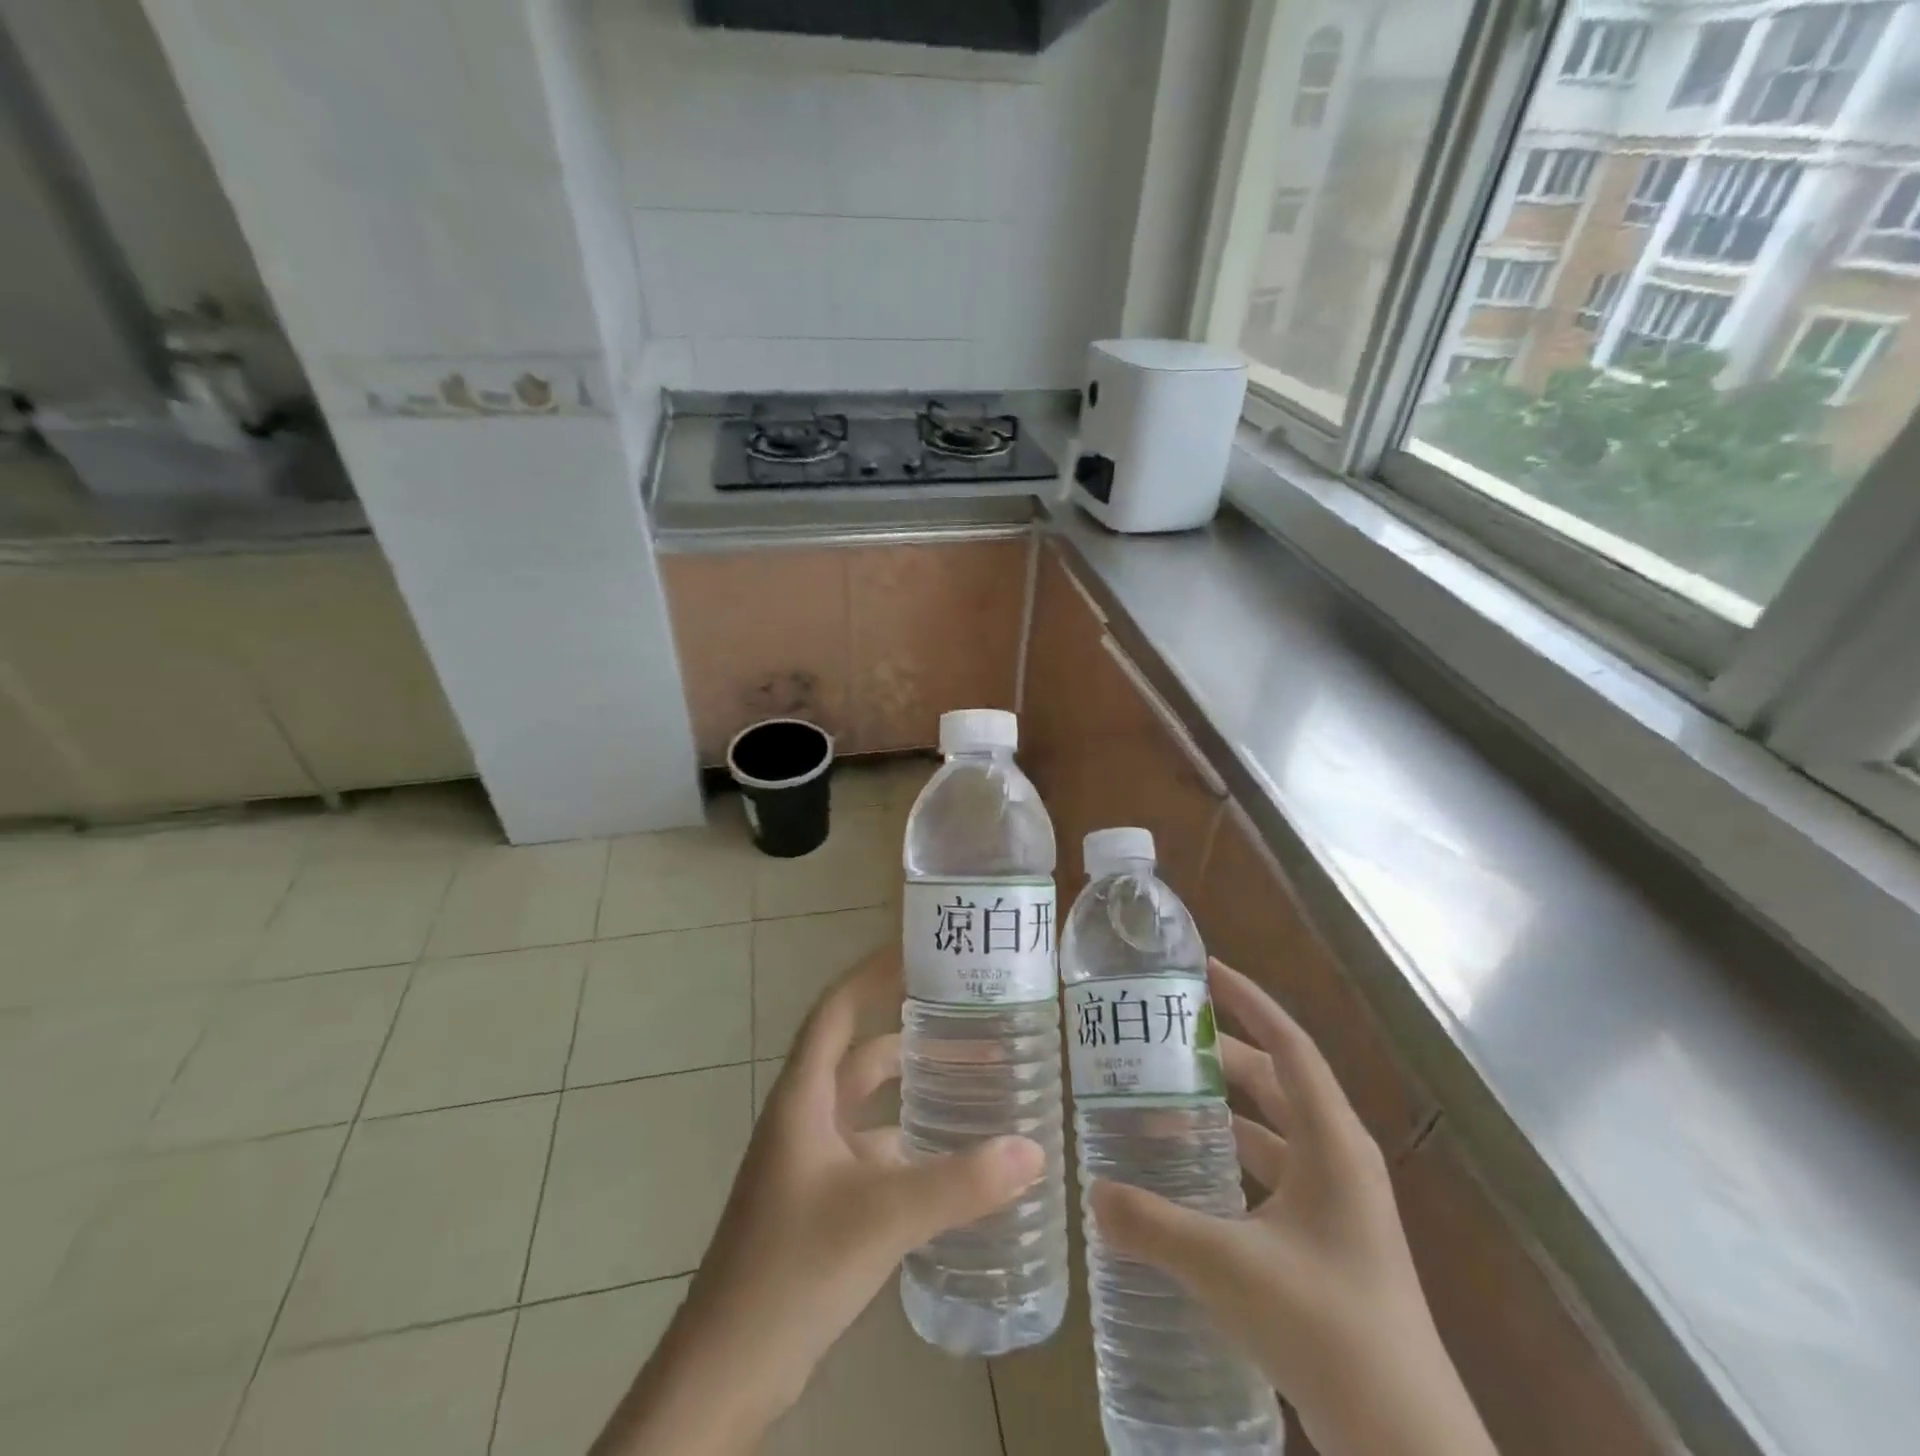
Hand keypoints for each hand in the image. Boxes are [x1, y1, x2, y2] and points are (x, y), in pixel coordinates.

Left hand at [592, 946, 1044, 1455]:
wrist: (725, 1374)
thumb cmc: (792, 1269)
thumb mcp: (882, 1217)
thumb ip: (960, 1184)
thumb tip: (1035, 1150)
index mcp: (803, 1097)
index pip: (837, 1009)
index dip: (872, 974)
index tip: (918, 951)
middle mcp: (806, 1117)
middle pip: (860, 1054)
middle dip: (909, 1033)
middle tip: (967, 1018)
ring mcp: (811, 1163)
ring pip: (869, 1107)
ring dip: (913, 1091)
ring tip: (974, 1080)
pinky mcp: (822, 1204)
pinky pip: (873, 1153)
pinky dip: (910, 1145)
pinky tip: (954, 1158)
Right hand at [1089, 959, 1494, 1455]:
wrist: (1405, 1444)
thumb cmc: (1326, 1328)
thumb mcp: (1227, 1265)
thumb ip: (1152, 1224)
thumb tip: (1093, 1192)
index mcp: (1332, 1141)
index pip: (1288, 1044)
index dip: (1249, 1000)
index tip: (1205, 970)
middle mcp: (1338, 1157)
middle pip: (1274, 1082)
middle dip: (1220, 1055)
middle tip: (1161, 1038)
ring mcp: (1335, 1201)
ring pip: (1270, 1129)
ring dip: (1222, 1110)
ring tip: (1162, 1097)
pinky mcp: (1324, 1239)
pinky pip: (1269, 1172)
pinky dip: (1229, 1158)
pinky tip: (1188, 1173)